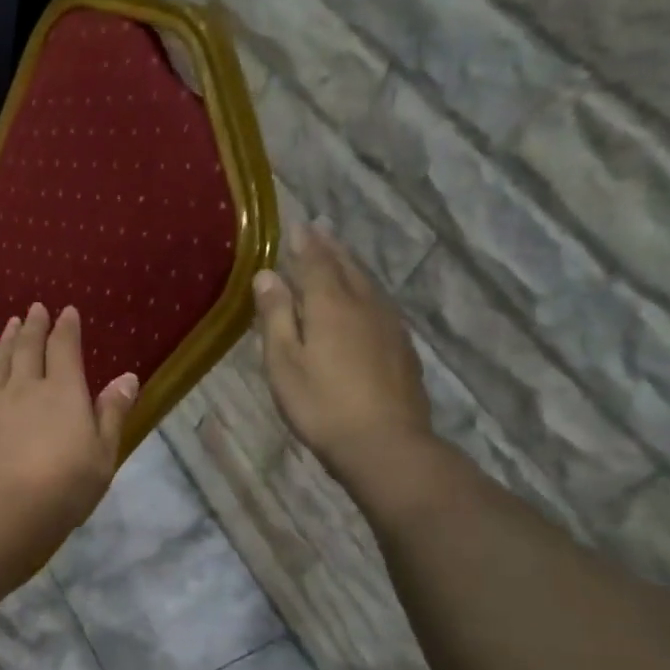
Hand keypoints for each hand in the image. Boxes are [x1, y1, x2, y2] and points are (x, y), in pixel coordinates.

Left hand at [0, 303, 137, 588]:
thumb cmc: (62, 489)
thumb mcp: (102, 456)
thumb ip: (112, 414)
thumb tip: (127, 376)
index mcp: (64, 392)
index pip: (65, 349)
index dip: (67, 328)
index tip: (67, 311)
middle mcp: (25, 387)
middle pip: (28, 347)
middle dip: (34, 325)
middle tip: (35, 308)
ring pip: (0, 360)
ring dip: (6, 339)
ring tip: (10, 323)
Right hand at [252, 223, 434, 490]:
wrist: (384, 443)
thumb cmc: (321, 404)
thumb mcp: (284, 362)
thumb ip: (276, 316)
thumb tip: (266, 275)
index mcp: (331, 305)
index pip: (316, 262)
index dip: (305, 244)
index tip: (298, 226)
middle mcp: (364, 305)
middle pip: (347, 267)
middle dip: (331, 249)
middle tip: (320, 232)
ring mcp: (389, 326)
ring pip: (368, 285)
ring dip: (351, 267)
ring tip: (340, 258)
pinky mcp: (402, 348)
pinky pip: (381, 305)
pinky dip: (366, 292)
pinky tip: (364, 303)